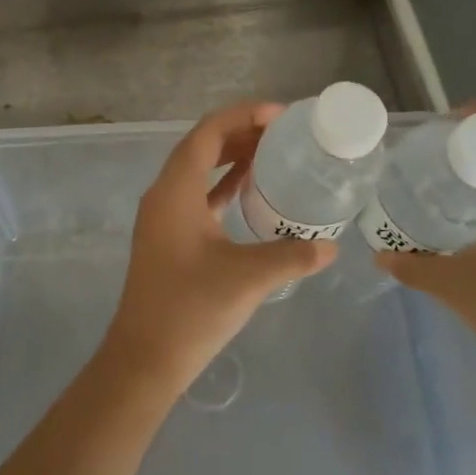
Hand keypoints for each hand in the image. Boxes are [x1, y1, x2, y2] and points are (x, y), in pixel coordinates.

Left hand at [99, 101, 336, 395]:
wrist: (144, 360)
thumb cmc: (190, 310)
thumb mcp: (247, 278)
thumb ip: (292, 256)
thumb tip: (331, 247)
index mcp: (176, 190)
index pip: (208, 132)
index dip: (243, 116)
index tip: (279, 115)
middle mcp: (164, 193)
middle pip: (202, 145)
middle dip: (240, 132)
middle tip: (282, 132)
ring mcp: (163, 216)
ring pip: (199, 169)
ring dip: (231, 156)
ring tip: (272, 152)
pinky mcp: (168, 236)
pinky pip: (197, 194)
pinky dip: (223, 184)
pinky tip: (249, 189)